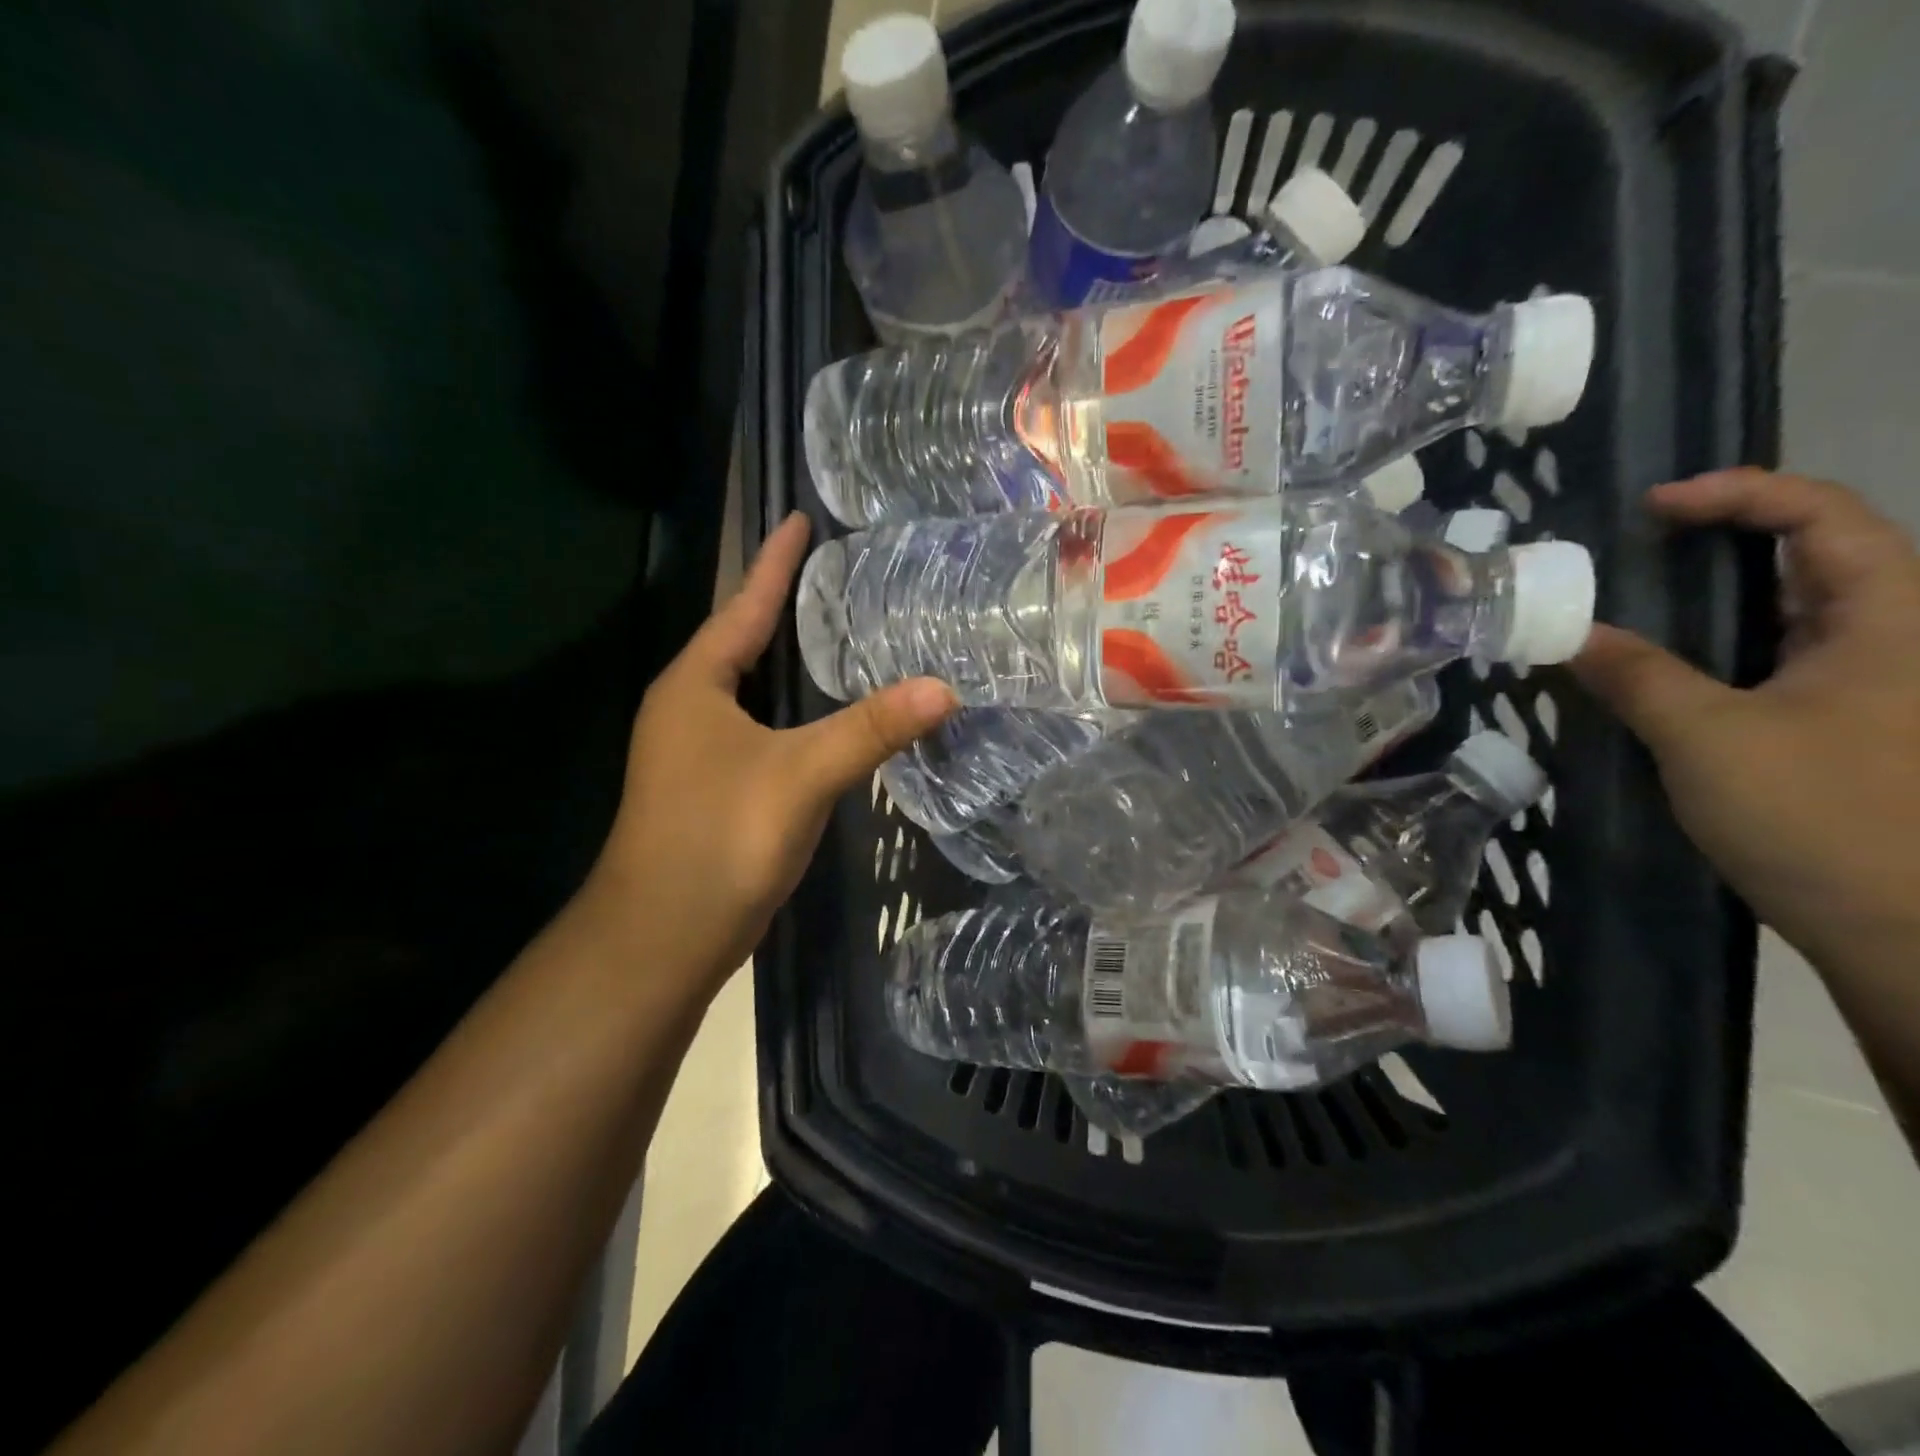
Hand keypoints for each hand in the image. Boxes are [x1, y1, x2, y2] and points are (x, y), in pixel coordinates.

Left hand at [582, 513, 954, 981]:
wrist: (663, 936)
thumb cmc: (720, 837)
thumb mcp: (801, 774)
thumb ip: (870, 728)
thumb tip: (946, 687)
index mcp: (696, 685)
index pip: (744, 605)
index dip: (775, 562)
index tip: (800, 518)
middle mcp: (690, 708)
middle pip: (743, 640)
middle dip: (784, 605)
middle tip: (835, 574)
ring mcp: (698, 751)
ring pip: (752, 688)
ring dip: (789, 659)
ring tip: (836, 632)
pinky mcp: (715, 787)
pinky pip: (761, 728)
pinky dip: (793, 710)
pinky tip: (825, 716)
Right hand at [1572, 470, 1919, 973]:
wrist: (1908, 930)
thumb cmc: (1822, 814)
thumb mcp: (1708, 738)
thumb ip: (1637, 676)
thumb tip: (1570, 635)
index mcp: (1891, 619)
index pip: (1825, 516)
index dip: (1739, 494)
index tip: (1652, 507)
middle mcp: (1893, 639)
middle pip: (1813, 556)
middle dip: (1723, 540)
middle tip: (1635, 549)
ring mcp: (1873, 687)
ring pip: (1793, 614)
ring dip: (1716, 600)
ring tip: (1635, 602)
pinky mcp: (1846, 728)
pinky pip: (1780, 663)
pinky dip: (1721, 651)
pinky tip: (1665, 671)